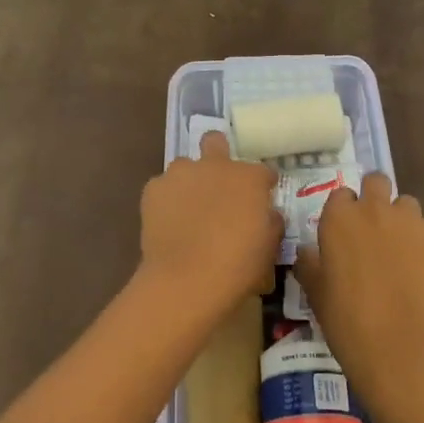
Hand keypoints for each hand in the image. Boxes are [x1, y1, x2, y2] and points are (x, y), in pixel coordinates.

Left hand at [137, 131, 280, 319]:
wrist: (186, 280)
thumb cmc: (237, 267)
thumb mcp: (268, 248)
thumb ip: (270, 222)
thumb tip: (266, 214)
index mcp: (249, 178)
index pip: (263, 172)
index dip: (262, 186)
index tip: (260, 201)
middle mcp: (215, 166)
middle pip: (215, 142)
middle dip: (218, 154)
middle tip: (218, 183)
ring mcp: (181, 173)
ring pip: (185, 166)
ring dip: (190, 181)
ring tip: (188, 210)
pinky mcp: (153, 188)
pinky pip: (163, 188)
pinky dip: (167, 200)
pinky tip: (168, 223)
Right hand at [294, 173, 423, 407]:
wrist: (400, 347)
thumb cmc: (347, 321)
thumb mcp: (315, 293)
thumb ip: (309, 264)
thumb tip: (308, 252)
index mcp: (339, 218)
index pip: (341, 195)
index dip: (344, 211)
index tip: (345, 232)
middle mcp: (375, 209)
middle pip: (377, 181)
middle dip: (375, 197)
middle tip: (374, 229)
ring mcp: (412, 221)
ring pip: (408, 204)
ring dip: (402, 221)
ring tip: (402, 253)